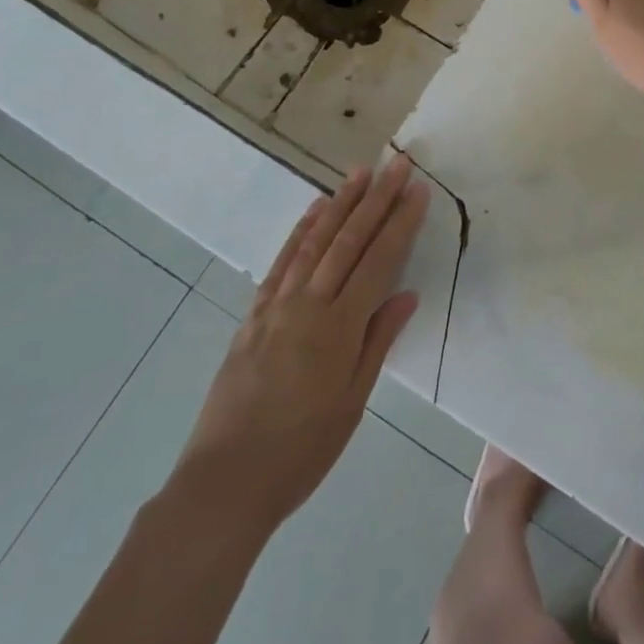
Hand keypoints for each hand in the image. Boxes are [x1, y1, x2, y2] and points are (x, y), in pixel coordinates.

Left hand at [171, 157, 429, 529]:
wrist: (226, 480)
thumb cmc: (301, 450)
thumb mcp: (352, 402)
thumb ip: (378, 341)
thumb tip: (407, 294)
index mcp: (339, 328)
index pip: (378, 261)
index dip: (400, 223)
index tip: (418, 190)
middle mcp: (309, 304)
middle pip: (349, 240)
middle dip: (376, 199)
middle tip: (397, 164)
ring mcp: (277, 305)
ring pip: (315, 241)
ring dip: (340, 203)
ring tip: (360, 172)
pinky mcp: (254, 313)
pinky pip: (282, 261)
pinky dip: (301, 230)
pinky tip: (315, 211)